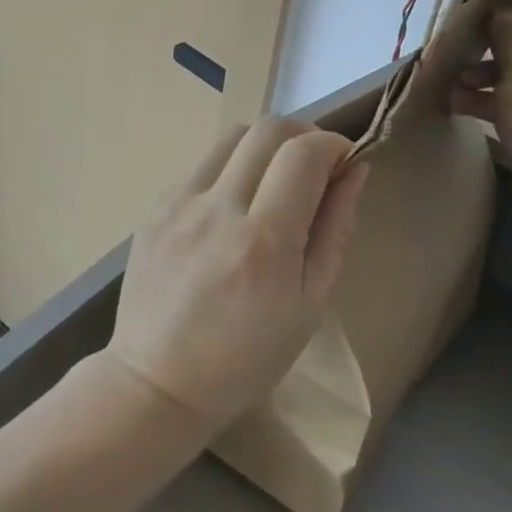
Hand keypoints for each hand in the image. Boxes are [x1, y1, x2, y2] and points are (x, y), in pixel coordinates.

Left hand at [107, 117, 369, 432]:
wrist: (159, 382)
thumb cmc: (248, 357)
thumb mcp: (311, 303)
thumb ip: (335, 228)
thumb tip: (355, 170)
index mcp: (263, 242)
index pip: (304, 153)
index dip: (334, 145)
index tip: (345, 162)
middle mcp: (218, 210)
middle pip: (269, 129)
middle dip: (304, 135)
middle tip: (316, 166)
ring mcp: (179, 204)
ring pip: (234, 135)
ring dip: (267, 146)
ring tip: (276, 181)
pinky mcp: (156, 208)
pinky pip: (204, 163)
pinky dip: (233, 168)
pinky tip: (236, 205)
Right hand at [451, 0, 511, 221]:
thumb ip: (505, 32)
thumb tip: (498, 11)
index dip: (511, 8)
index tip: (479, 21)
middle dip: (487, 47)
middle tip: (456, 54)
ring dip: (480, 77)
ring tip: (450, 86)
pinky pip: (511, 102)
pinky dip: (486, 101)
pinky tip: (456, 107)